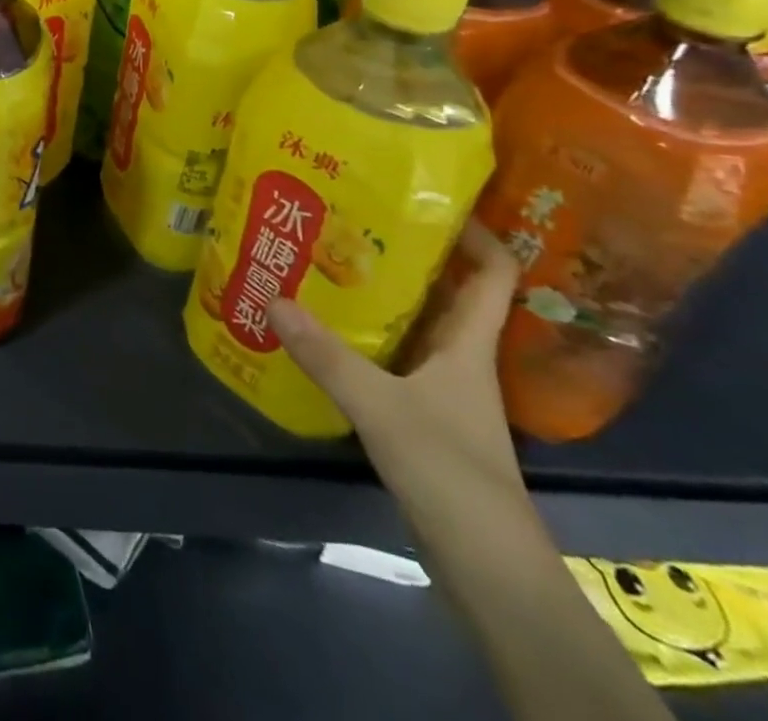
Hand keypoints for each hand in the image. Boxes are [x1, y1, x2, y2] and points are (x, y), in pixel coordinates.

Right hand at [268, 222, 528, 527]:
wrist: (485, 567)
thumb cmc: (450, 472)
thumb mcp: (381, 406)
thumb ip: (326, 355)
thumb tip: (272, 299)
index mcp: (469, 344)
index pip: (494, 273)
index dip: (476, 232)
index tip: (429, 199)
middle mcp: (460, 357)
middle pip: (446, 291)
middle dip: (407, 253)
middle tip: (352, 219)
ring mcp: (441, 388)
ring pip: (416, 323)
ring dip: (382, 294)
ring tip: (328, 261)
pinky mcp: (421, 416)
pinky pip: (394, 356)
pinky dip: (365, 337)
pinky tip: (324, 330)